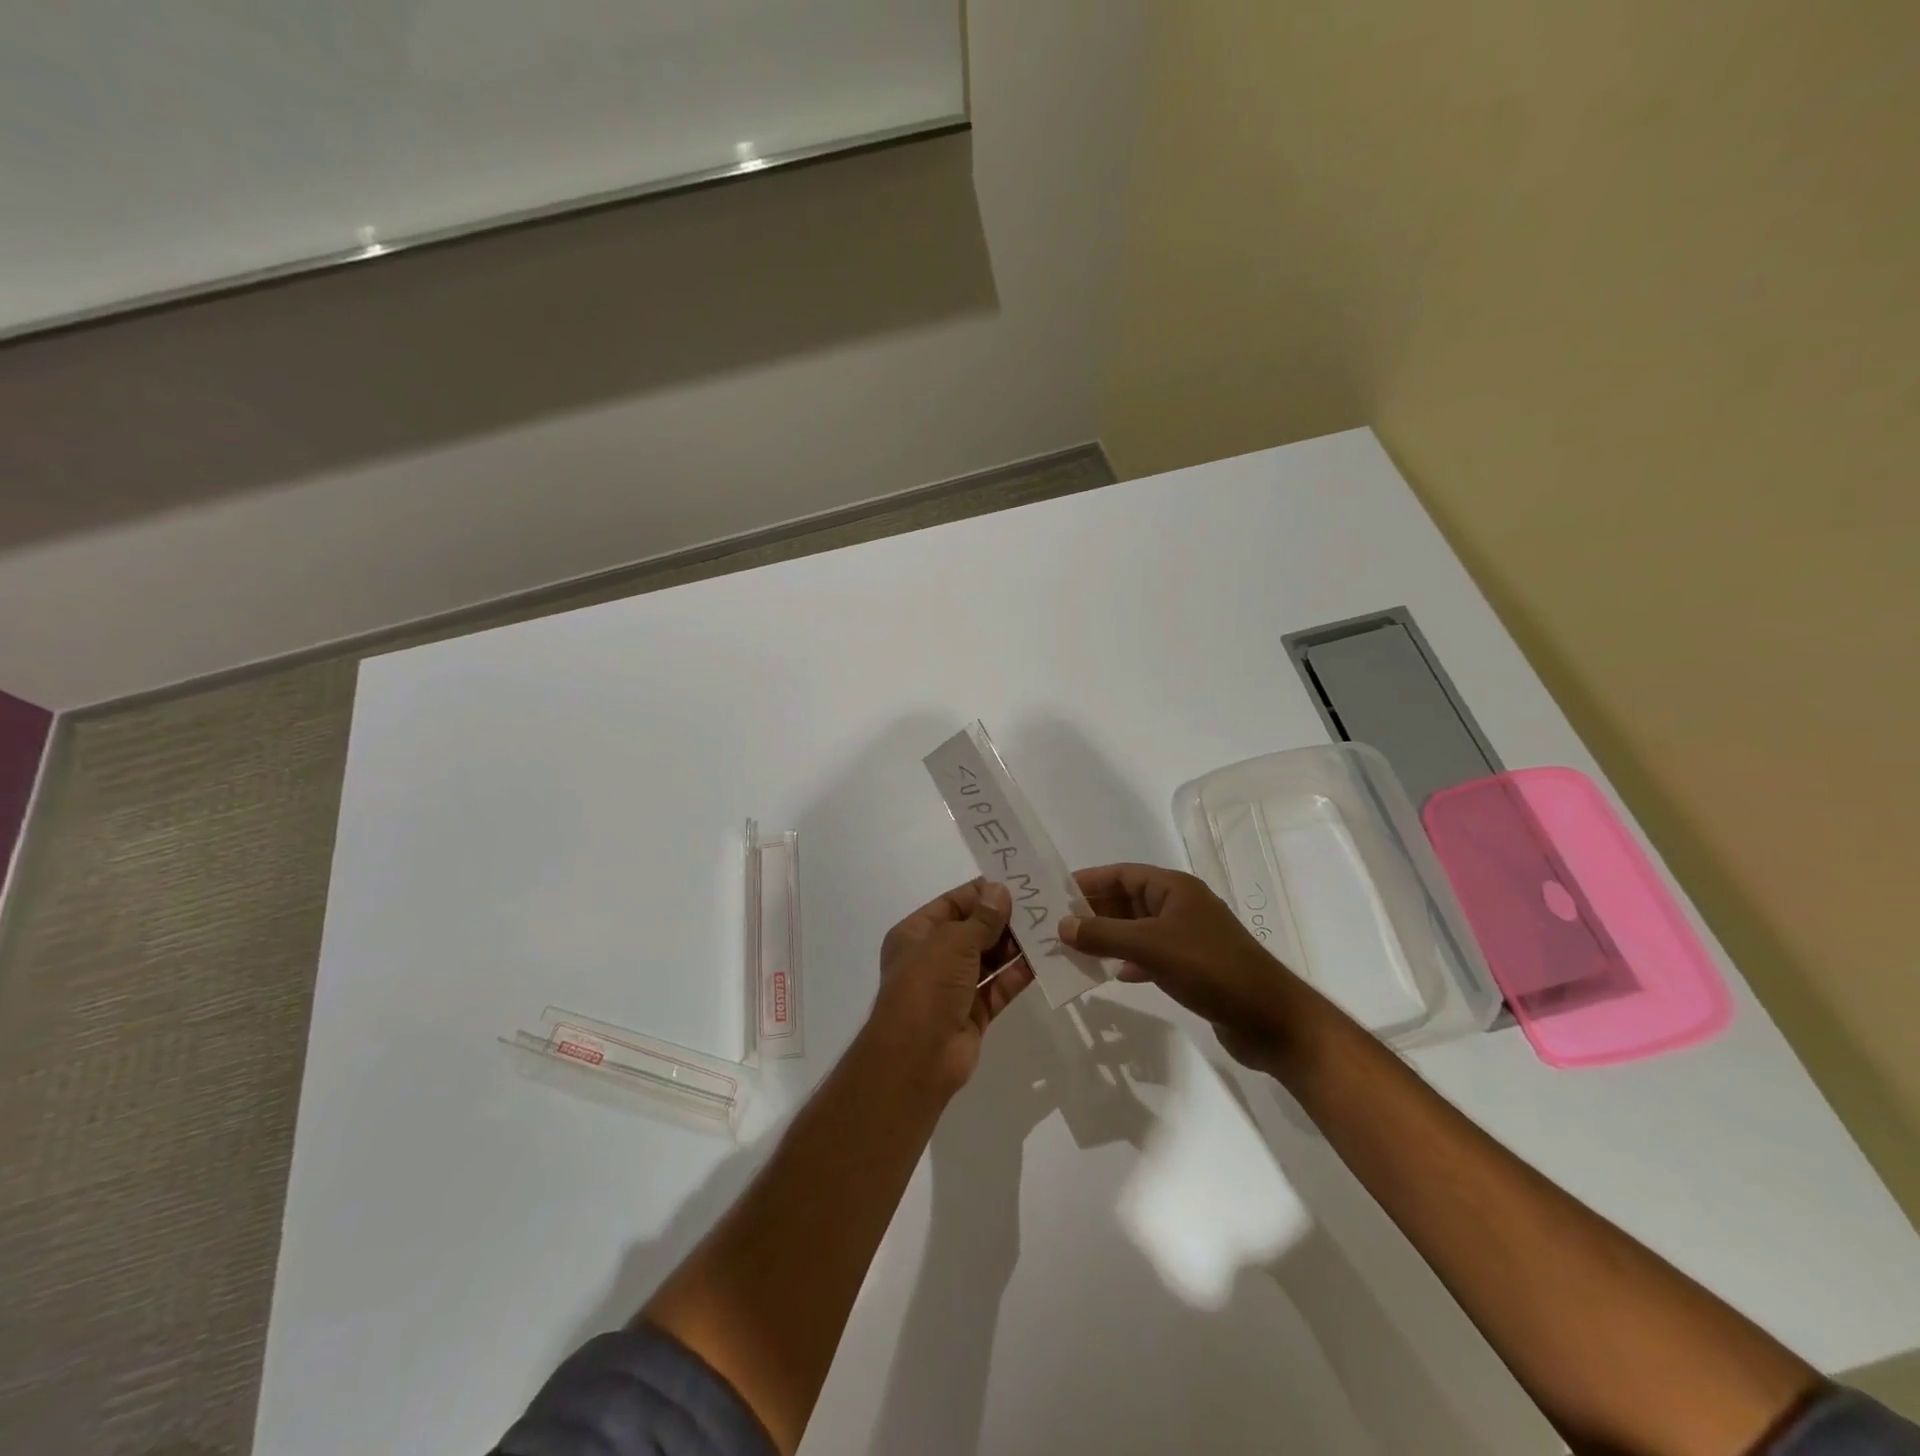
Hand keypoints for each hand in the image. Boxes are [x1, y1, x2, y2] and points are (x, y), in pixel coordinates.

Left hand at [869, 879, 1035, 1094]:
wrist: (917, 1059)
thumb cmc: (927, 987)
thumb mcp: (952, 943)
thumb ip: (982, 918)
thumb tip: (1000, 890)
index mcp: (915, 934)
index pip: (952, 904)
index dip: (981, 893)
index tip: (1015, 883)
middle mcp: (933, 958)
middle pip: (973, 931)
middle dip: (1003, 919)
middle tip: (1040, 904)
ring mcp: (953, 987)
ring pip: (989, 959)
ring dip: (1015, 945)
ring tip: (1048, 927)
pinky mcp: (974, 1013)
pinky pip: (999, 987)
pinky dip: (1019, 974)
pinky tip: (1045, 959)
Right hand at [1060, 863, 1309, 1072]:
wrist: (1270, 1019)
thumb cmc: (1211, 969)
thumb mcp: (1151, 947)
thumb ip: (1104, 934)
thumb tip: (1062, 925)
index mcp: (1174, 889)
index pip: (1121, 874)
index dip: (1088, 881)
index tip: (1054, 893)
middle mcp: (1180, 906)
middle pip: (1127, 901)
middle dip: (1093, 912)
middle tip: (1055, 926)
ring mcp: (1187, 937)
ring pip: (1137, 930)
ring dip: (1108, 938)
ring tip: (1073, 950)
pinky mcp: (1193, 967)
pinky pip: (1150, 956)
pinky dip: (1129, 961)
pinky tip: (1113, 975)